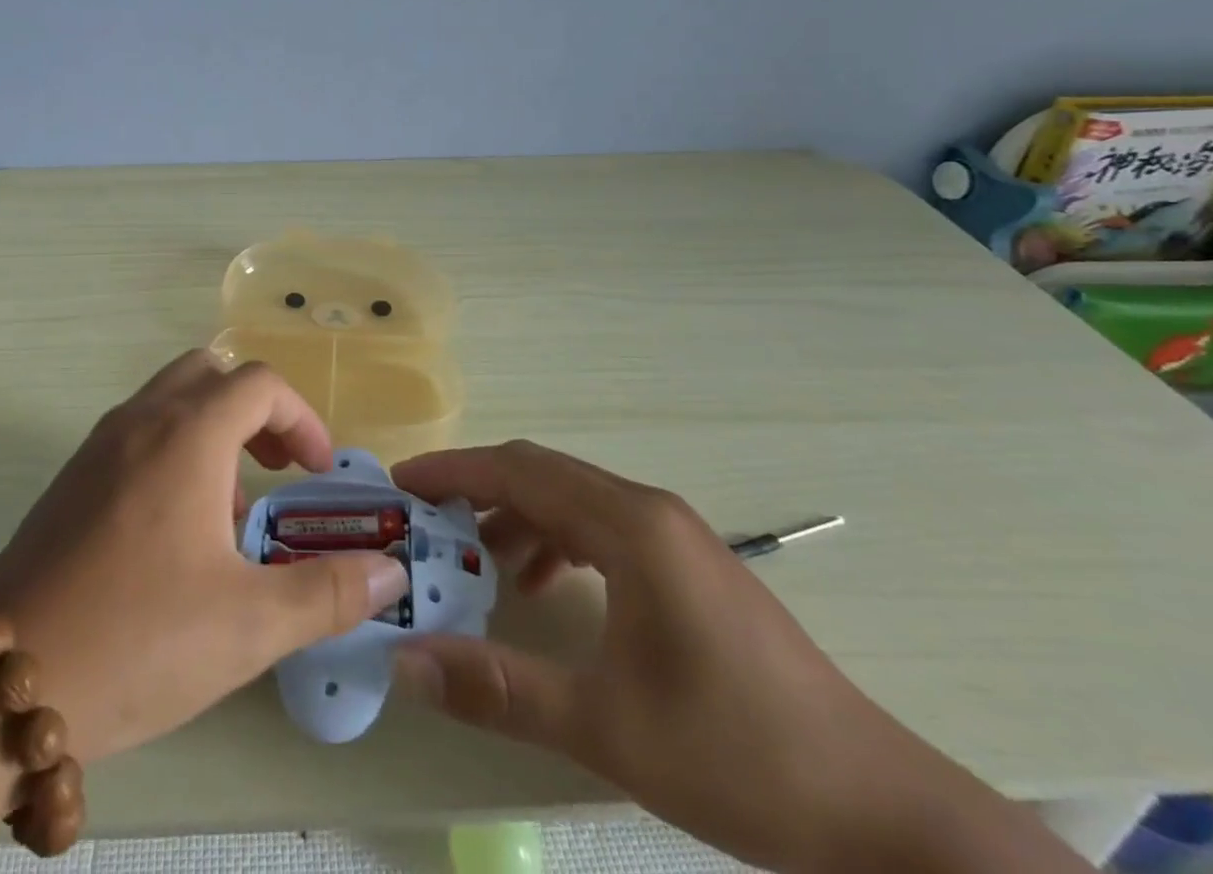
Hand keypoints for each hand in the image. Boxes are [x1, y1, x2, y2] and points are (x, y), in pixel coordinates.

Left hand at [0, 350, 408, 761]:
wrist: (0, 683)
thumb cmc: (139, 640)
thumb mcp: (250, 624)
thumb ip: (329, 592)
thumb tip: (389, 571)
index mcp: (187, 434)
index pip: (259, 383)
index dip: (301, 417)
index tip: (317, 471)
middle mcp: (141, 420)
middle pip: (210, 372)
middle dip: (255, 410)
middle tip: (276, 469)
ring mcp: (98, 444)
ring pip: (169, 399)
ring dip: (213, 430)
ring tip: (229, 511)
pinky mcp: (72, 477)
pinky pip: (137, 432)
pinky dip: (173, 450)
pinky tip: (175, 532)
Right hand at [390, 442, 1087, 873]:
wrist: (885, 815)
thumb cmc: (740, 757)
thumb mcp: (606, 727)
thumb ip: (498, 688)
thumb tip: (406, 661)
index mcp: (630, 525)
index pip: (518, 470)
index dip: (452, 470)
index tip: (400, 484)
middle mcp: (648, 510)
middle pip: (540, 473)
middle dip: (475, 489)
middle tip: (423, 523)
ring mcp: (674, 535)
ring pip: (570, 499)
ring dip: (514, 516)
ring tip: (473, 559)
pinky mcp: (688, 566)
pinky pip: (600, 528)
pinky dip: (554, 540)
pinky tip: (541, 586)